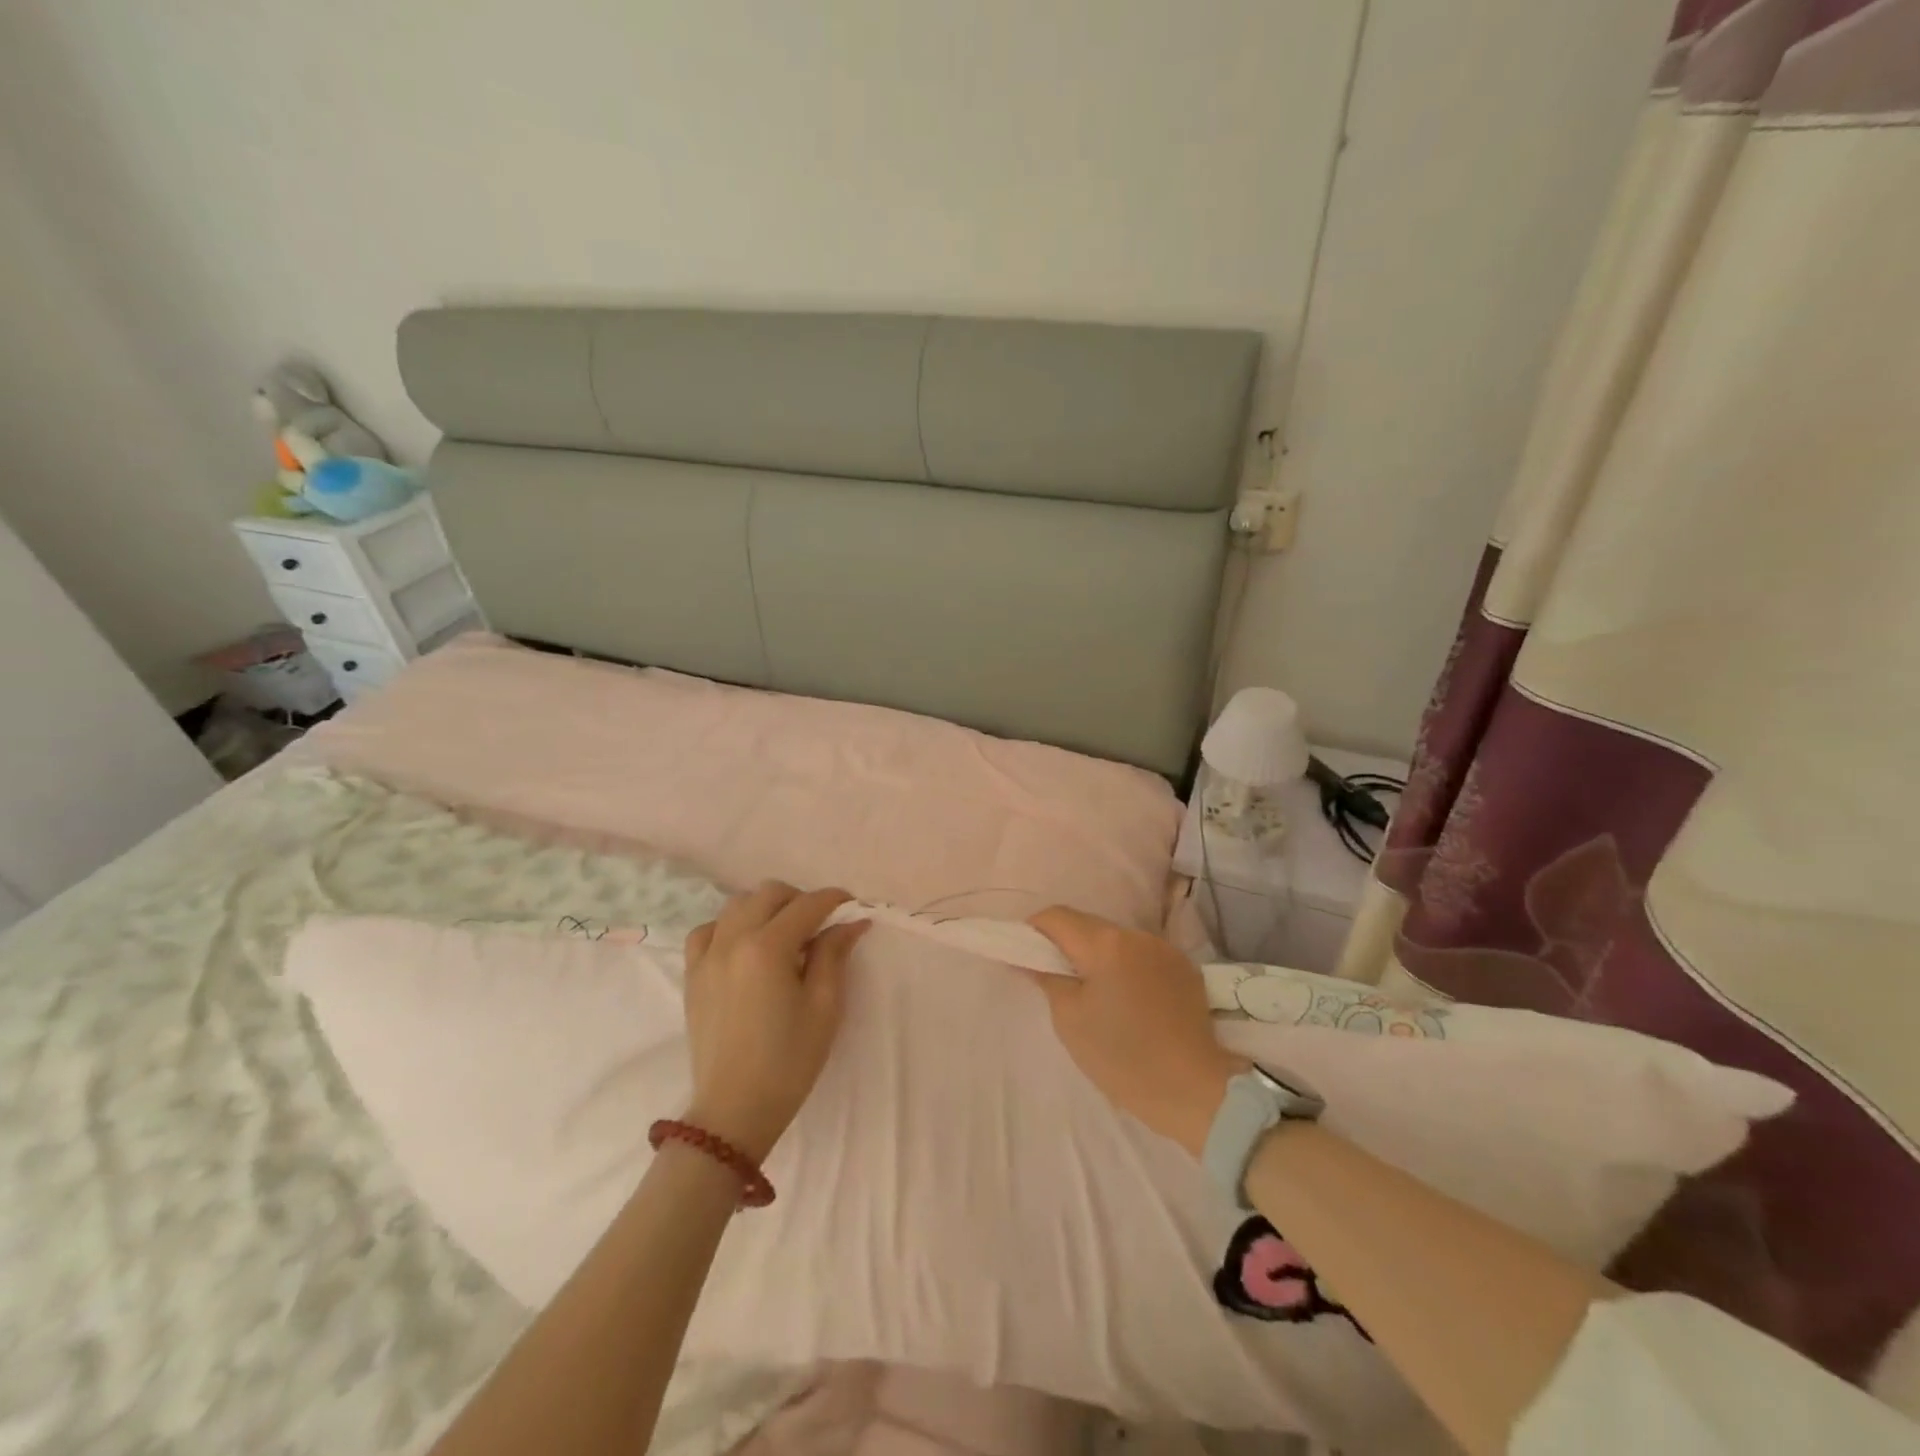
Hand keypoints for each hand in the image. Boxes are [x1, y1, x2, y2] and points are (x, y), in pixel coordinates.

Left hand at [681, 882, 869, 1162]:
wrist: (735, 1110)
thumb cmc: (789, 1060)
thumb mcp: (824, 1007)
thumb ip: (834, 955)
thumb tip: (851, 922)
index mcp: (768, 947)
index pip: (807, 905)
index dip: (834, 900)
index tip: (852, 907)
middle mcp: (733, 940)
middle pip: (769, 893)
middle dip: (800, 899)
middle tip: (820, 924)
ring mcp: (707, 956)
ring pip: (737, 905)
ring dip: (765, 908)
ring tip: (784, 933)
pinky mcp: (692, 974)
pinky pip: (708, 931)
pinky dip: (729, 927)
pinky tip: (744, 946)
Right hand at [1027, 907, 1246, 1156]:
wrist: (1194, 1091)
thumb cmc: (1122, 1057)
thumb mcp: (1070, 1020)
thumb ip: (1047, 978)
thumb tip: (1028, 958)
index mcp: (1105, 943)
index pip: (1057, 916)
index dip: (1034, 930)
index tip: (1025, 955)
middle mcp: (1136, 935)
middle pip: (1088, 925)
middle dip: (1066, 944)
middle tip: (1054, 978)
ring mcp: (1164, 949)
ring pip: (1116, 940)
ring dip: (1098, 956)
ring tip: (1094, 993)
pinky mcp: (1184, 968)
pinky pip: (1142, 956)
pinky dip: (1126, 968)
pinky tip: (1128, 1001)